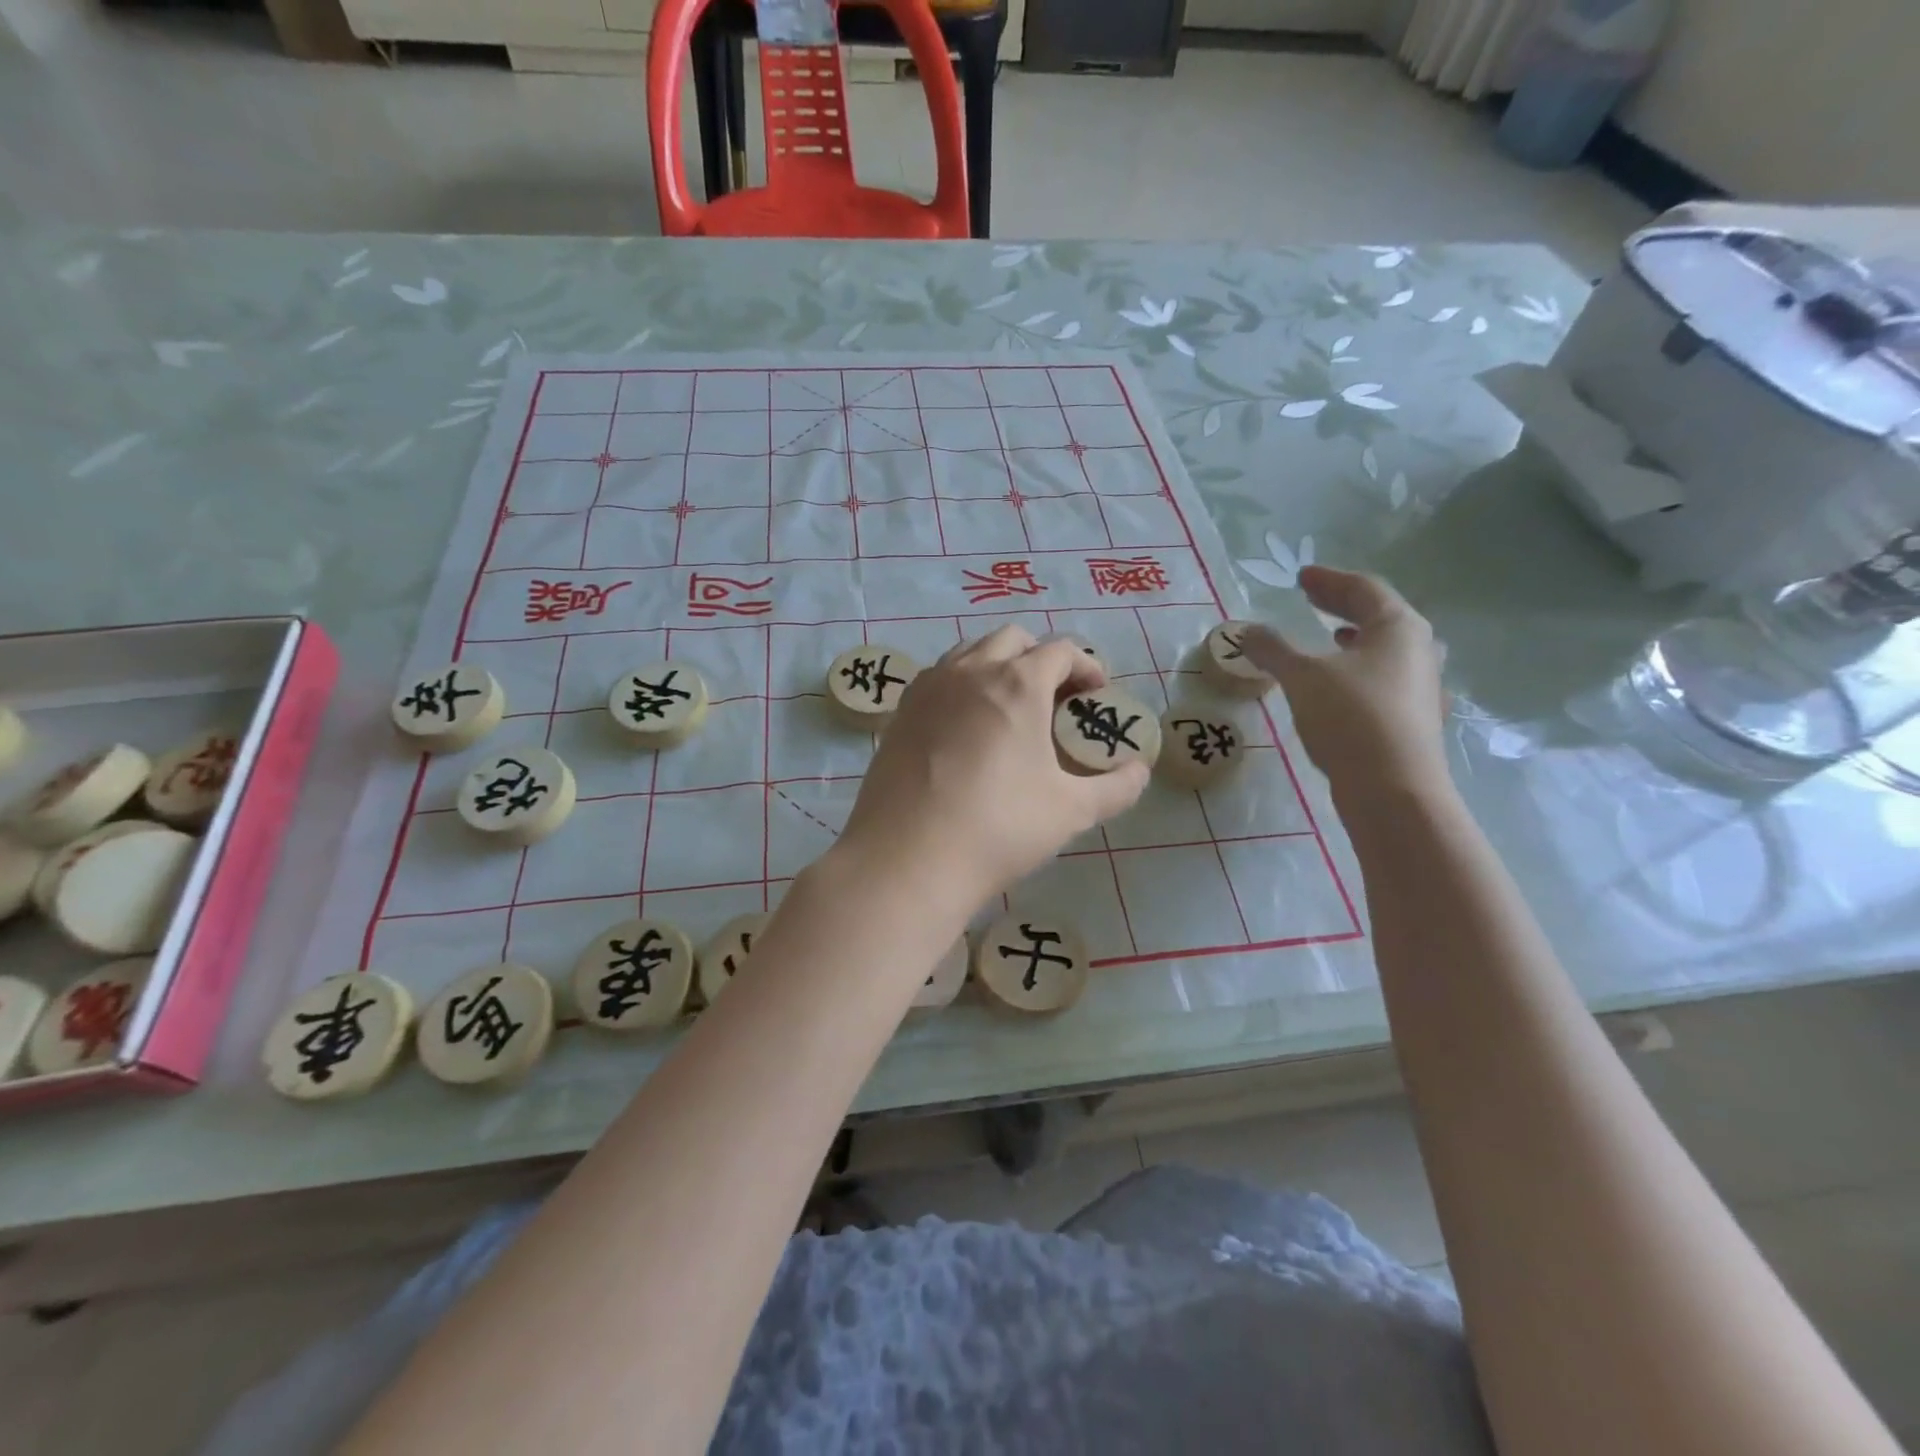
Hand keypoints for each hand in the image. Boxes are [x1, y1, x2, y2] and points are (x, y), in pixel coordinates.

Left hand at [837, 627, 1149, 913]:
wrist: (907, 859)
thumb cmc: (998, 828)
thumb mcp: (1071, 811)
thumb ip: (1116, 788)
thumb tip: (1140, 771)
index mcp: (1017, 683)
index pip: (1061, 651)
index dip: (1086, 666)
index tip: (1097, 692)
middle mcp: (969, 671)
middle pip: (1012, 640)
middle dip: (1041, 658)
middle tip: (1056, 698)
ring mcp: (928, 688)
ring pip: (969, 653)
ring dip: (997, 665)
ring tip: (1010, 708)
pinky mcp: (900, 713)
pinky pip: (938, 679)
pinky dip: (961, 686)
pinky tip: (966, 728)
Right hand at [1239, 566, 1449, 800]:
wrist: (1392, 789)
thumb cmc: (1350, 718)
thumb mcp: (1302, 677)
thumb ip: (1273, 650)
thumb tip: (1246, 631)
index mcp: (1398, 627)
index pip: (1363, 589)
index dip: (1329, 580)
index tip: (1301, 577)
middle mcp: (1418, 650)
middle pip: (1379, 615)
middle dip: (1342, 605)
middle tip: (1311, 599)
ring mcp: (1421, 686)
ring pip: (1384, 649)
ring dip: (1354, 638)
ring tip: (1329, 637)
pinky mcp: (1413, 717)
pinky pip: (1383, 677)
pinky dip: (1357, 668)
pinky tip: (1339, 684)